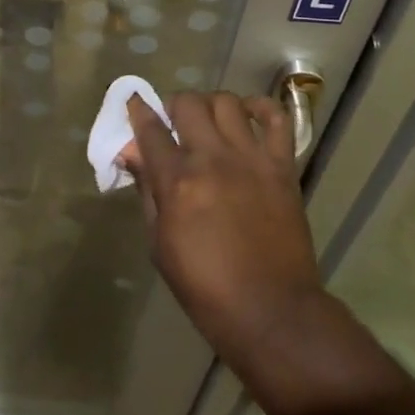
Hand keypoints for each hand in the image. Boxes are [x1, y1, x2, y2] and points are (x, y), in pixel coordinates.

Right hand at [122, 91, 324, 368]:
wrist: (272, 312)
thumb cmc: (206, 287)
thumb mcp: (160, 245)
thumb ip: (147, 192)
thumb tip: (132, 154)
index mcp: (178, 182)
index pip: (150, 129)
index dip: (138, 111)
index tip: (134, 102)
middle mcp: (212, 159)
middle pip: (188, 104)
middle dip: (173, 106)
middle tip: (174, 123)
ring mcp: (250, 158)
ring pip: (227, 102)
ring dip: (211, 105)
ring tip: (209, 121)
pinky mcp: (282, 166)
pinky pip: (276, 118)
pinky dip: (261, 108)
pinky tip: (248, 117)